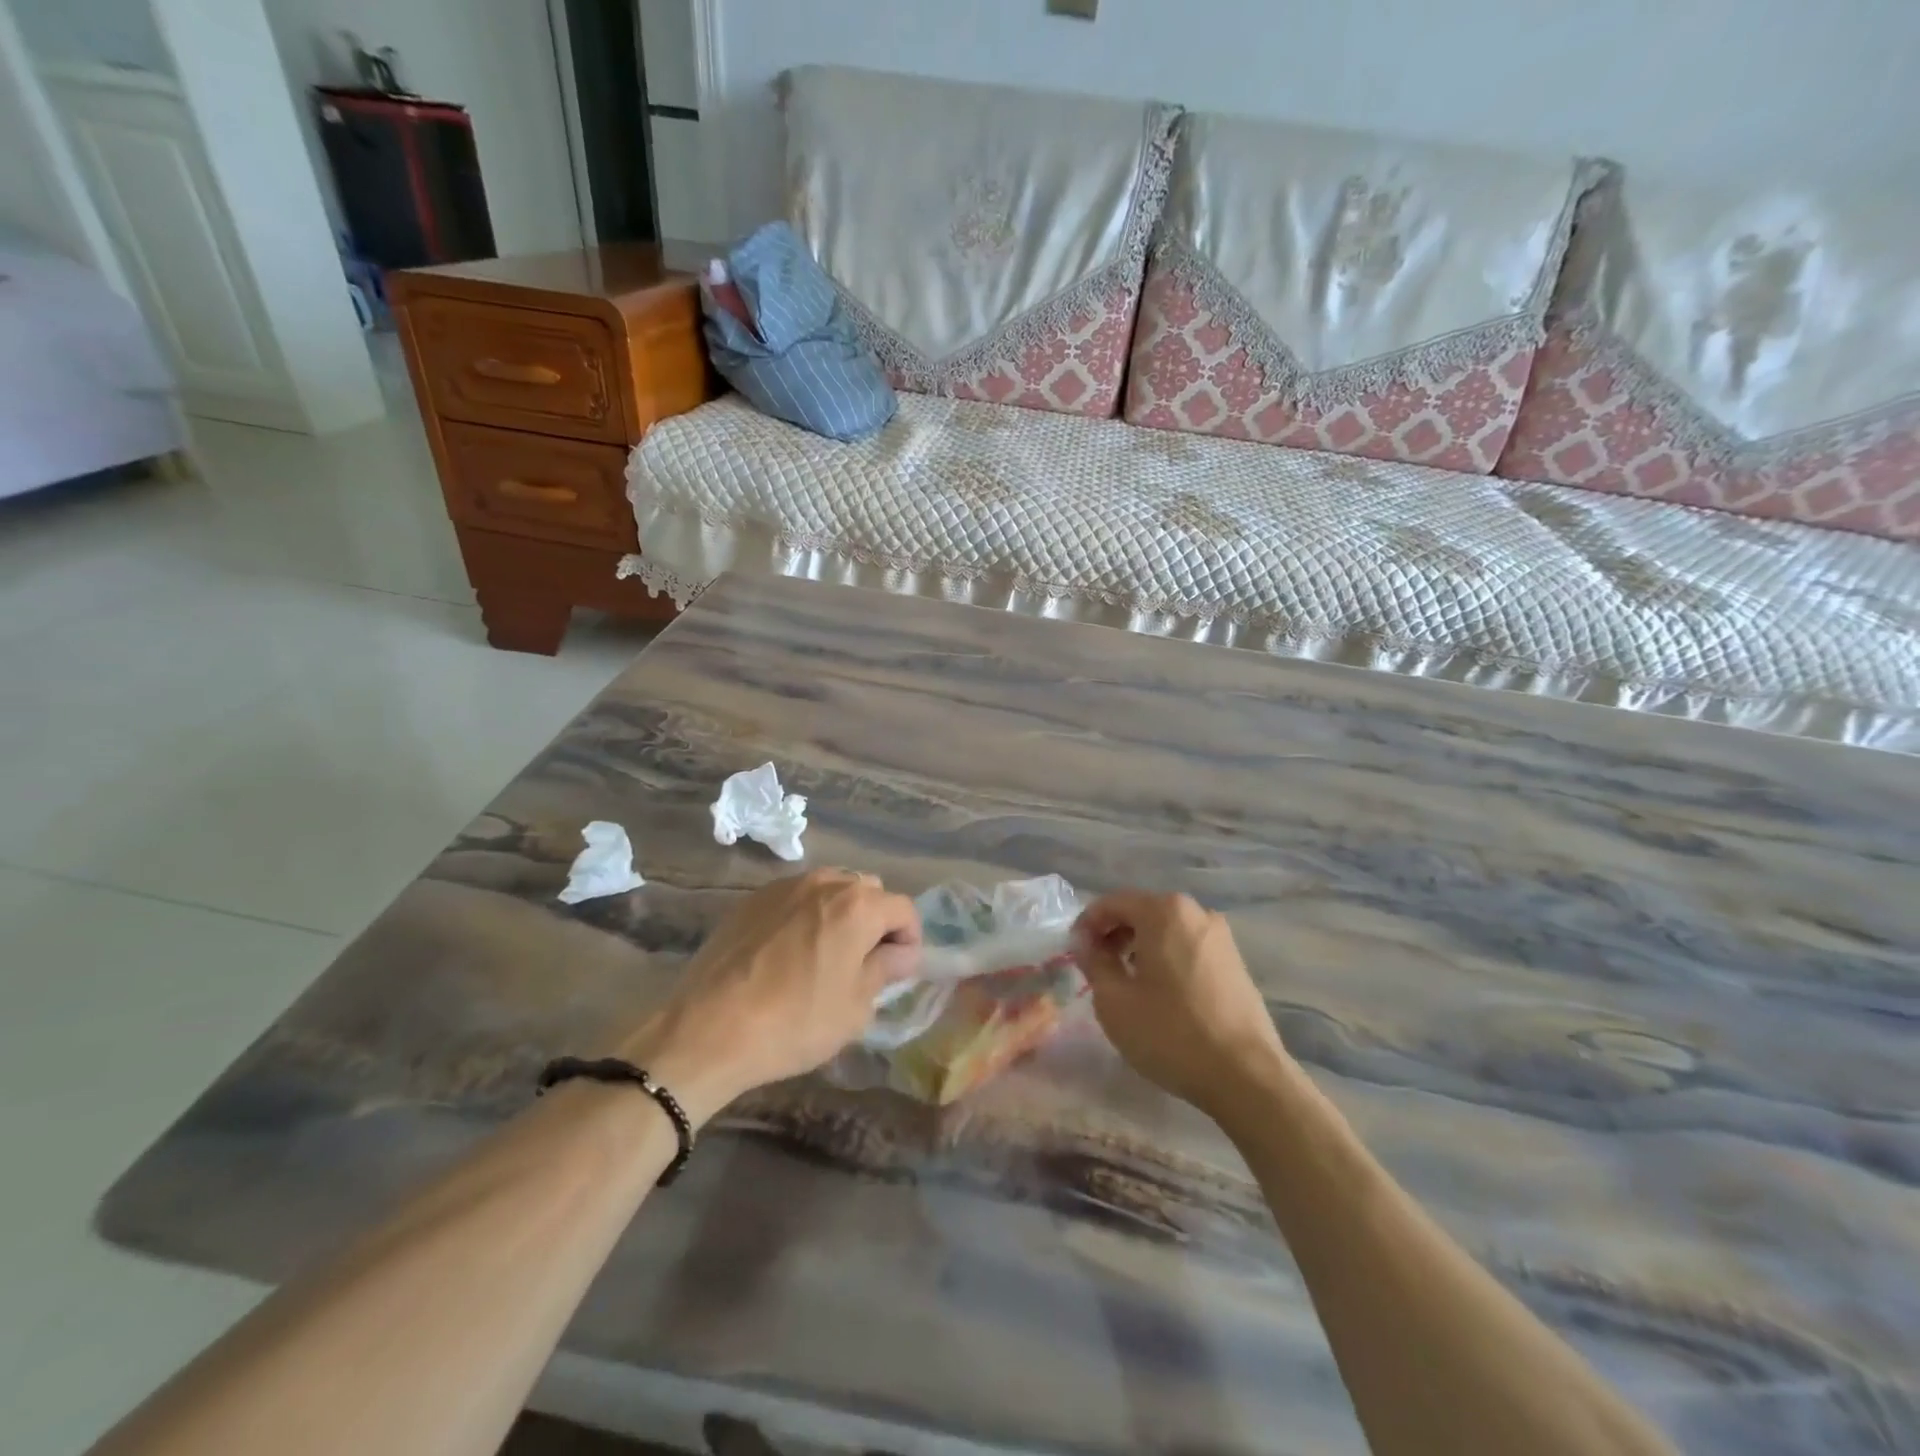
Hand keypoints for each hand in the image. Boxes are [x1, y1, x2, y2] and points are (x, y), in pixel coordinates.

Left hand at [621, 869, 919, 1124]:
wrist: (709, 1029)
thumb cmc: (795, 1022)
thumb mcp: (855, 1007)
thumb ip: (885, 970)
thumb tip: (900, 953)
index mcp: (858, 905)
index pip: (904, 909)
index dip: (909, 939)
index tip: (898, 971)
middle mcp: (825, 882)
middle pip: (868, 891)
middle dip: (876, 922)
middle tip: (864, 963)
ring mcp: (785, 887)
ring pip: (830, 889)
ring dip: (840, 914)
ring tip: (826, 955)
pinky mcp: (752, 899)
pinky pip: (795, 898)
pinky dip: (805, 916)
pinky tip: (789, 954)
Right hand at [1073, 891, 1289, 1117]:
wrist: (1247, 1076)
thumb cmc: (1171, 1033)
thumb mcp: (1114, 1000)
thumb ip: (1094, 962)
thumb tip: (1087, 943)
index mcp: (1164, 911)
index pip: (1112, 902)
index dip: (1087, 924)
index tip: (1074, 952)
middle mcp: (1195, 912)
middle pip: (1141, 912)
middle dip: (1114, 934)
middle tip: (1096, 967)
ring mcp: (1220, 936)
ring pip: (1166, 930)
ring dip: (1139, 947)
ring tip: (1126, 982)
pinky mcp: (1235, 962)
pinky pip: (1187, 947)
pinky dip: (1166, 958)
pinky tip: (1160, 993)